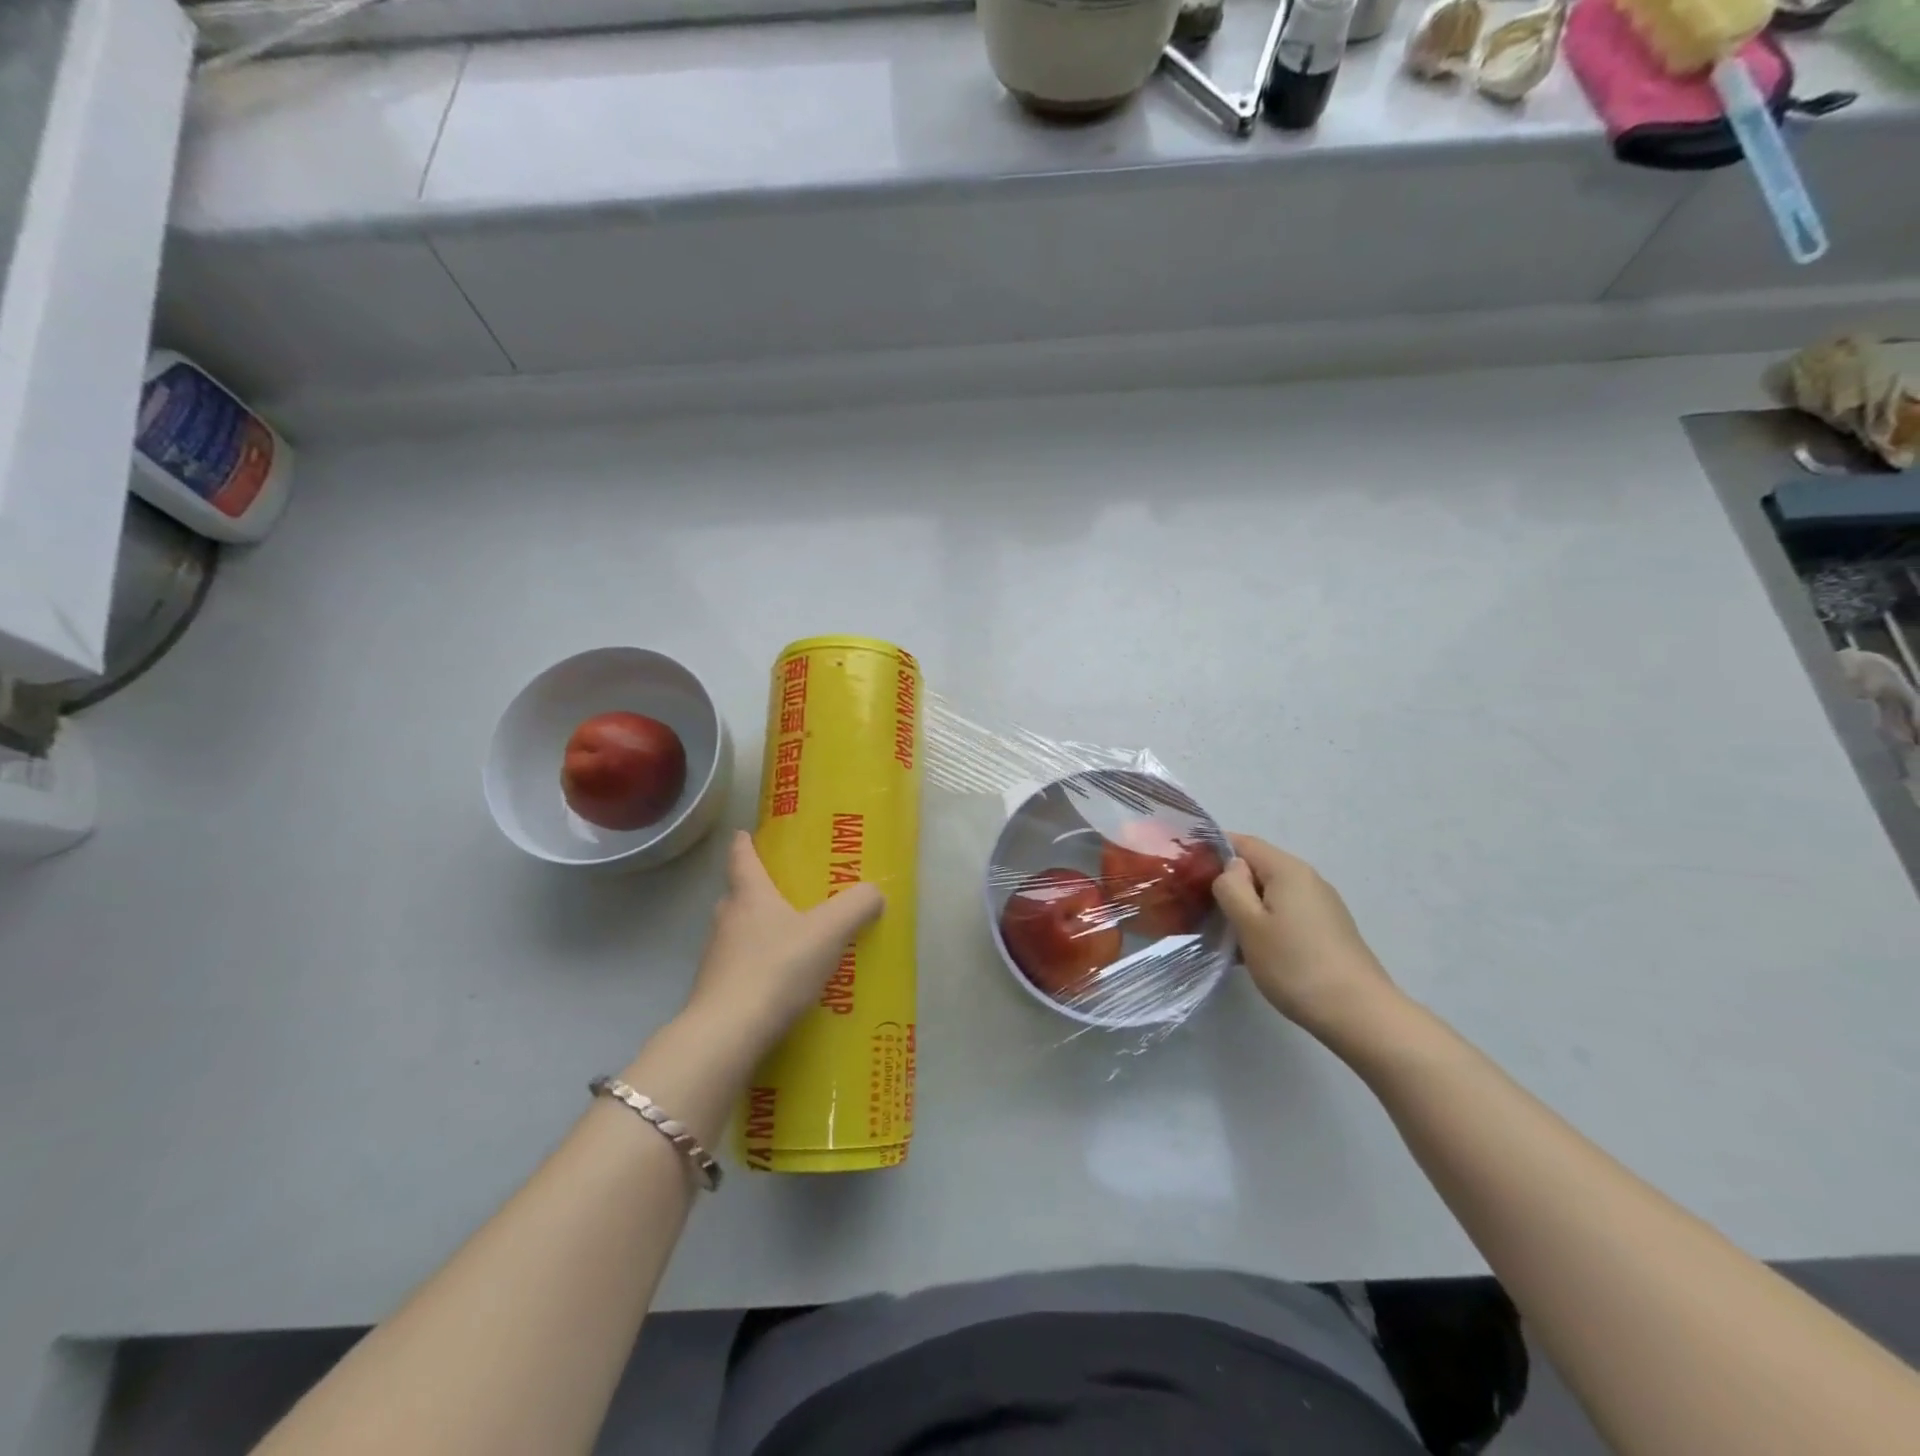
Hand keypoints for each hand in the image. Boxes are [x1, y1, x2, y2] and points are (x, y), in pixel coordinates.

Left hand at [684, 831, 883, 1054]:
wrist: (728, 1033)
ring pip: (738, 932)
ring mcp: (716, 957)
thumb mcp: (828, 932)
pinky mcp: (715, 991)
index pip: (742, 859)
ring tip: (790, 940)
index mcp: (750, 896)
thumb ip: (856, 907)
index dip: (744, 844)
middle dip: (757, 890)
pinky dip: (757, 966)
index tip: (744, 833)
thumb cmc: (777, 968)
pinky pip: (740, 967)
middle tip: (784, 892)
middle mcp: (727, 920)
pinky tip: (779, 982)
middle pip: (739, 895)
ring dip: (758, 931)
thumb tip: (874, 892)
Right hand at [1211, 833, 1401, 1042]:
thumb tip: (1231, 868)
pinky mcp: (1327, 930)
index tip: (1186, 872)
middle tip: (1197, 906)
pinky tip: (1252, 951)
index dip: (1212, 850)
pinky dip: (1264, 923)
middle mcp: (1307, 879)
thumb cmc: (1295, 965)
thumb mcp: (1249, 924)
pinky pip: (1285, 914)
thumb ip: (1231, 887)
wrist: (1359, 1014)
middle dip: (1227, 883)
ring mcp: (1321, 905)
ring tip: (1220, 932)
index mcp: (1287, 870)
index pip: (1243, 843)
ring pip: (1271, 894)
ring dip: (1245, 907)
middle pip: (1258, 868)